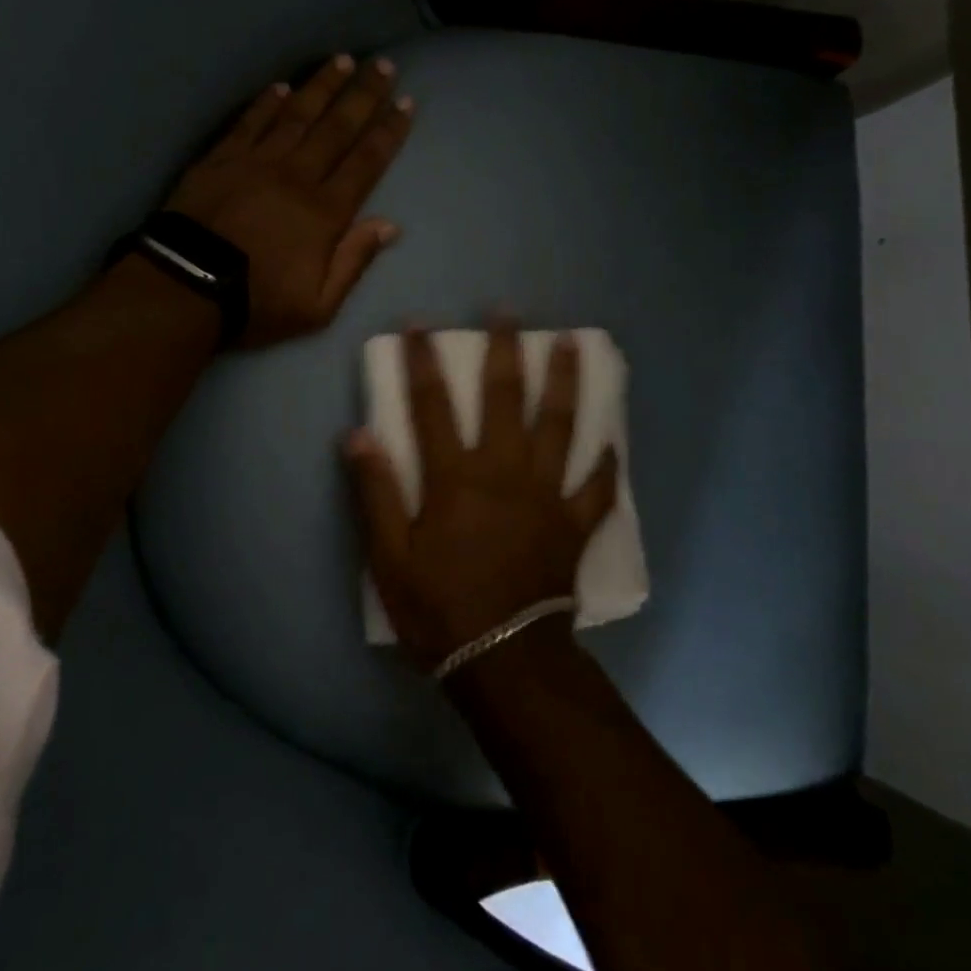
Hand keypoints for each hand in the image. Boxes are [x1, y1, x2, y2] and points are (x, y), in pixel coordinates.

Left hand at [167, 55, 412, 347]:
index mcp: (325, 212)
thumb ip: (354, 261)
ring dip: (322, 86)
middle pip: (337, 128)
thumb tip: (389, 225)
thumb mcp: (319, 305)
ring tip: (343, 60)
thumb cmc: (258, 302)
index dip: (388, 132)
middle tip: (384, 65)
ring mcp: (256, 162)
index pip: (366, 162)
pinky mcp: (221, 159)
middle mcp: (296, 176)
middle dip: (363, 95)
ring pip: (297, 115)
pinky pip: (250, 122)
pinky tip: (282, 86)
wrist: (187, 289)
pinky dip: (267, 102)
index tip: (405, 103)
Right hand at [342, 320, 620, 671]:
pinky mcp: (574, 524)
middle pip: (506, 399)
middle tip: (508, 312)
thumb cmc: (439, 608)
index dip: (423, 362)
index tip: (419, 325)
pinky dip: (605, 464)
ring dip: (565, 381)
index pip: (433, 406)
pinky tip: (613, 442)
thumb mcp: (389, 556)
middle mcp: (504, 473)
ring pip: (560, 426)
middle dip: (504, 350)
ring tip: (572, 343)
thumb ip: (375, 492)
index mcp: (455, 478)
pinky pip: (596, 488)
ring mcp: (546, 495)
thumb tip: (358, 435)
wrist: (503, 659)